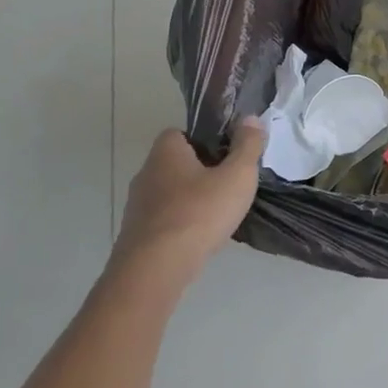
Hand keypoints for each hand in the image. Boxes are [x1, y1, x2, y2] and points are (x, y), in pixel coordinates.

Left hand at [110, 120, 263, 294]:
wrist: (156, 268)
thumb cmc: (199, 213)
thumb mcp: (237, 176)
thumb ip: (247, 146)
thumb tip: (251, 119)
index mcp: (166, 151)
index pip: (181, 133)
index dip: (205, 141)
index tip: (227, 156)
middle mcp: (146, 172)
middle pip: (176, 163)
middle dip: (200, 172)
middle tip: (228, 186)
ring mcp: (137, 205)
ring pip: (170, 193)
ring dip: (190, 200)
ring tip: (217, 215)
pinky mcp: (136, 234)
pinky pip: (164, 220)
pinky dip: (181, 224)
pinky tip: (199, 238)